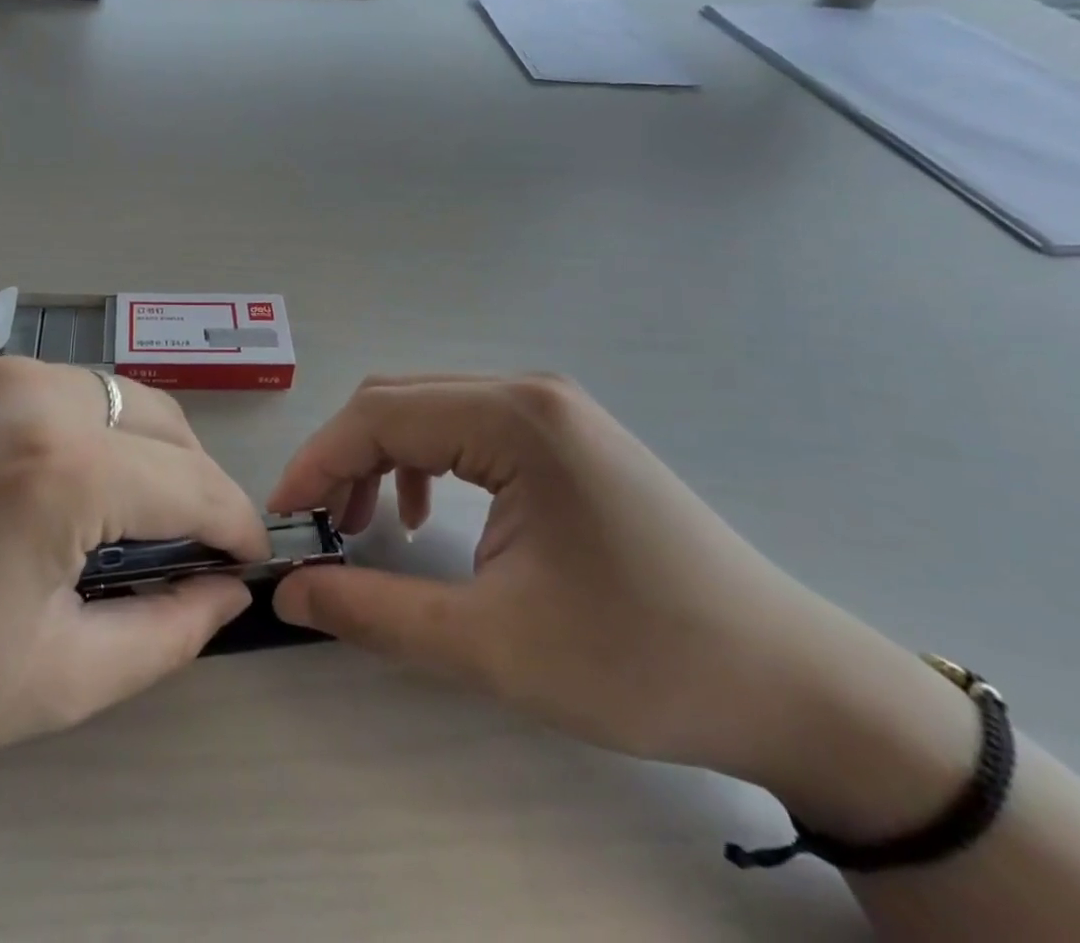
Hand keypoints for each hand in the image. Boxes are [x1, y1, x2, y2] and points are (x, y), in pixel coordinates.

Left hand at [0, 356, 267, 798]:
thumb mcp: (49, 681)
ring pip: (106, 393)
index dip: (235, 525)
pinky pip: (41, 388)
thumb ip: (165, 634)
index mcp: (64, 465)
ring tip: (118, 514)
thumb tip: (226, 590)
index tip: (250, 559)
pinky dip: (70, 428)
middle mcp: (32, 387)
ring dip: (136, 448)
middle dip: (193, 480)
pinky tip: (34, 483)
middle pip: (161, 420)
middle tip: (187, 544)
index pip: (195, 484)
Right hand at [267, 374, 974, 814]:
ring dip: (380, 459)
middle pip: (397, 402)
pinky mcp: (565, 436)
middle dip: (343, 460)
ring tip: (365, 527)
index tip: (284, 521)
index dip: (316, 463)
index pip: (378, 416)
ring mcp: (552, 409)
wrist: (794, 687)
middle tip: (318, 528)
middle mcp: (528, 392)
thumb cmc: (640, 662)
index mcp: (514, 419)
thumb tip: (290, 592)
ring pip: (427, 411)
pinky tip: (423, 514)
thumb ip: (374, 612)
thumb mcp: (491, 646)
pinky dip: (423, 463)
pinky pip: (465, 428)